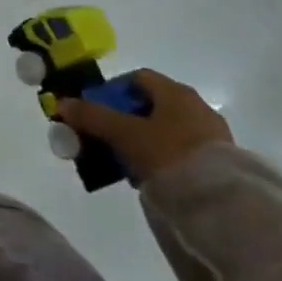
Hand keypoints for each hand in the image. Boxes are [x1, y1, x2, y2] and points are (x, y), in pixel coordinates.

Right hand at [57, 69, 231, 184]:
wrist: (219, 202)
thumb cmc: (167, 153)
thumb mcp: (123, 134)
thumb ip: (91, 117)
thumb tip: (61, 103)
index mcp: (175, 91)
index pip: (138, 78)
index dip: (113, 91)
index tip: (97, 112)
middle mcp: (196, 106)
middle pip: (151, 105)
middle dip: (125, 120)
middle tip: (107, 140)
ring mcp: (211, 134)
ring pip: (166, 130)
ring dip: (143, 141)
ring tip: (126, 164)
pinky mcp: (220, 162)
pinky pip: (182, 151)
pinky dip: (162, 158)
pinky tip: (151, 177)